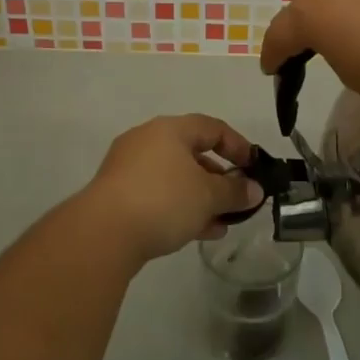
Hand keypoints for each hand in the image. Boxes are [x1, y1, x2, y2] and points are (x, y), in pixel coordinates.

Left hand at [78, 115, 262, 264]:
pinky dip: (179, 207)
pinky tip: (197, 232)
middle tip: (237, 199)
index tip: (254, 168)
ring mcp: (129, 167)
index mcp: (170, 129)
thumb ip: (235, 191)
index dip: (237, 146)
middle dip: (218, 178)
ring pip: (175, 177)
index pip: (212, 127)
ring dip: (200, 197)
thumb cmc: (163, 200)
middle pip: (192, 153)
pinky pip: (158, 194)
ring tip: (221, 222)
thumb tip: (255, 190)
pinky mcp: (118, 194)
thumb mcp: (208, 196)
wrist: (104, 232)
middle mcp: (147, 140)